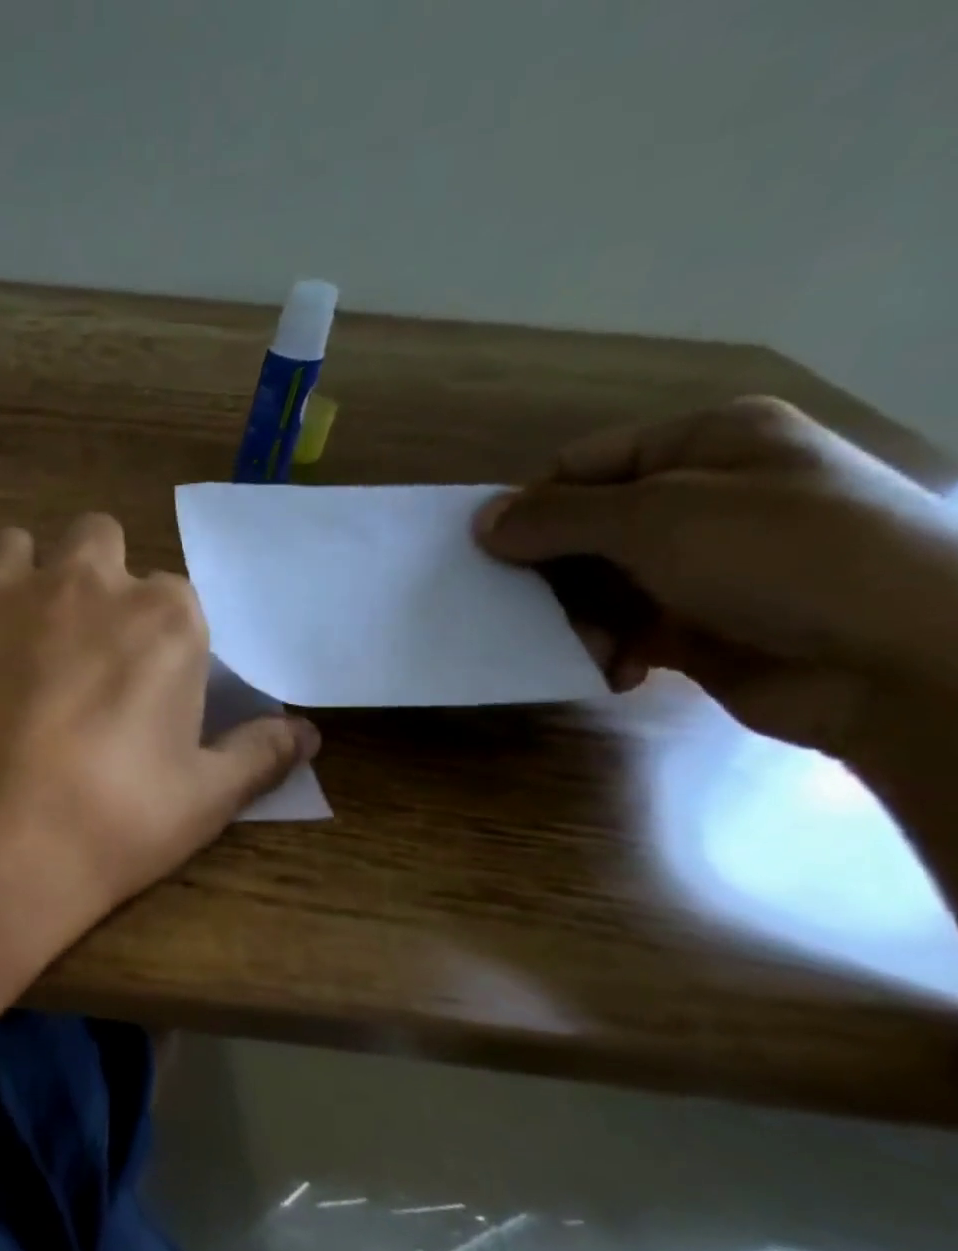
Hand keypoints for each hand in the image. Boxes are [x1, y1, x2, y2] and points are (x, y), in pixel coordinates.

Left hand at [0, 514, 318, 976]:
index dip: (159, 636)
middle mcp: (80, 583)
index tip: (143, 682)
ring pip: (15, 547)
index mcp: (161, 618)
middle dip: (95, 580)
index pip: (174, 597)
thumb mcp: (202, 802)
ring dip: (22, 578)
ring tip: (12, 638)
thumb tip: (306, 733)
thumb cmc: (104, 827)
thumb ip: (259, 754)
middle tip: (80, 647)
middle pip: (97, 541)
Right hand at [477, 396, 957, 753]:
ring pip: (595, 587)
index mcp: (704, 445)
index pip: (581, 467)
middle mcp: (701, 498)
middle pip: (582, 532)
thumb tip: (480, 522)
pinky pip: (622, 630)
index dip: (530, 508)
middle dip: (551, 576)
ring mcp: (702, 565)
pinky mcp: (700, 626)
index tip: (491, 556)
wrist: (905, 660)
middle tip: (527, 611)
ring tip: (588, 647)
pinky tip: (615, 670)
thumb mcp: (656, 519)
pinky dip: (607, 651)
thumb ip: (556, 517)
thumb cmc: (782, 557)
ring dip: (576, 621)